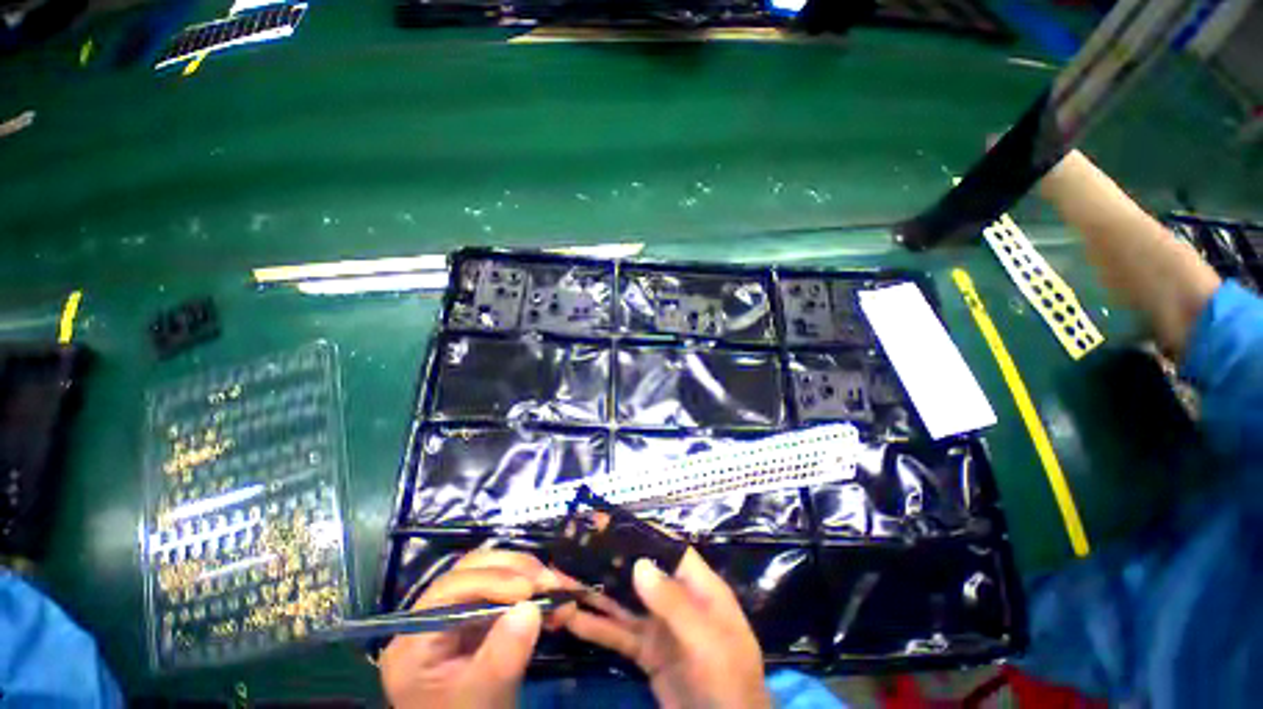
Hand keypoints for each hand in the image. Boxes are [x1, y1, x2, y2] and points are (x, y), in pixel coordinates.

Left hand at [379, 550, 565, 708]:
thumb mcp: (480, 700)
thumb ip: (500, 658)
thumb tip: (531, 609)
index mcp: (416, 638)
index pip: (450, 589)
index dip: (491, 580)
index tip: (529, 590)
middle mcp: (433, 615)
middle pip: (472, 570)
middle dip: (516, 570)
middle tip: (549, 582)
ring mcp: (457, 613)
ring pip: (493, 573)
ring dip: (529, 576)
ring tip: (558, 590)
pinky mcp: (479, 616)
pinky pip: (507, 591)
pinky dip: (533, 591)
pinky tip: (553, 603)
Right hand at [563, 549, 770, 708]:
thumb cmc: (727, 677)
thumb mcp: (706, 638)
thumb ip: (674, 602)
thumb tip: (640, 563)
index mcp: (696, 585)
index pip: (666, 548)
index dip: (639, 533)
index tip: (607, 522)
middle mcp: (674, 598)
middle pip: (637, 572)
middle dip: (606, 561)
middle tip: (571, 548)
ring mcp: (657, 625)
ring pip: (621, 602)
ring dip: (592, 592)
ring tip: (559, 578)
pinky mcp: (644, 652)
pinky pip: (616, 634)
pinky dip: (593, 626)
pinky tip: (568, 618)